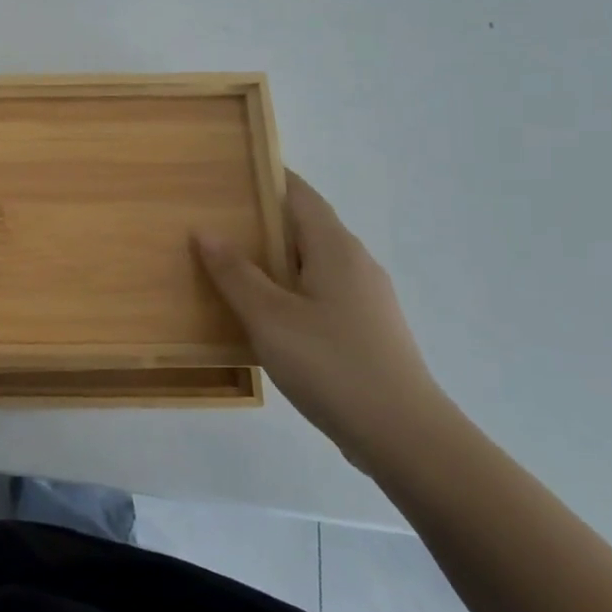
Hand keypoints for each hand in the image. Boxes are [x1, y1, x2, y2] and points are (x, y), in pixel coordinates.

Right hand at [195, 172, 451, 470]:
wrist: (406, 438)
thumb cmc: (332, 365)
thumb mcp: (269, 317)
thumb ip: (235, 272)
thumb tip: (205, 230)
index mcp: (336, 248)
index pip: (299, 194)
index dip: (266, 178)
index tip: (227, 173)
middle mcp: (356, 263)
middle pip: (304, 226)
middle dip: (261, 220)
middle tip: (212, 221)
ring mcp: (366, 299)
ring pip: (311, 263)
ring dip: (273, 259)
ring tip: (227, 265)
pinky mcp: (367, 330)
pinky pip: (320, 292)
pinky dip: (288, 288)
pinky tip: (263, 313)